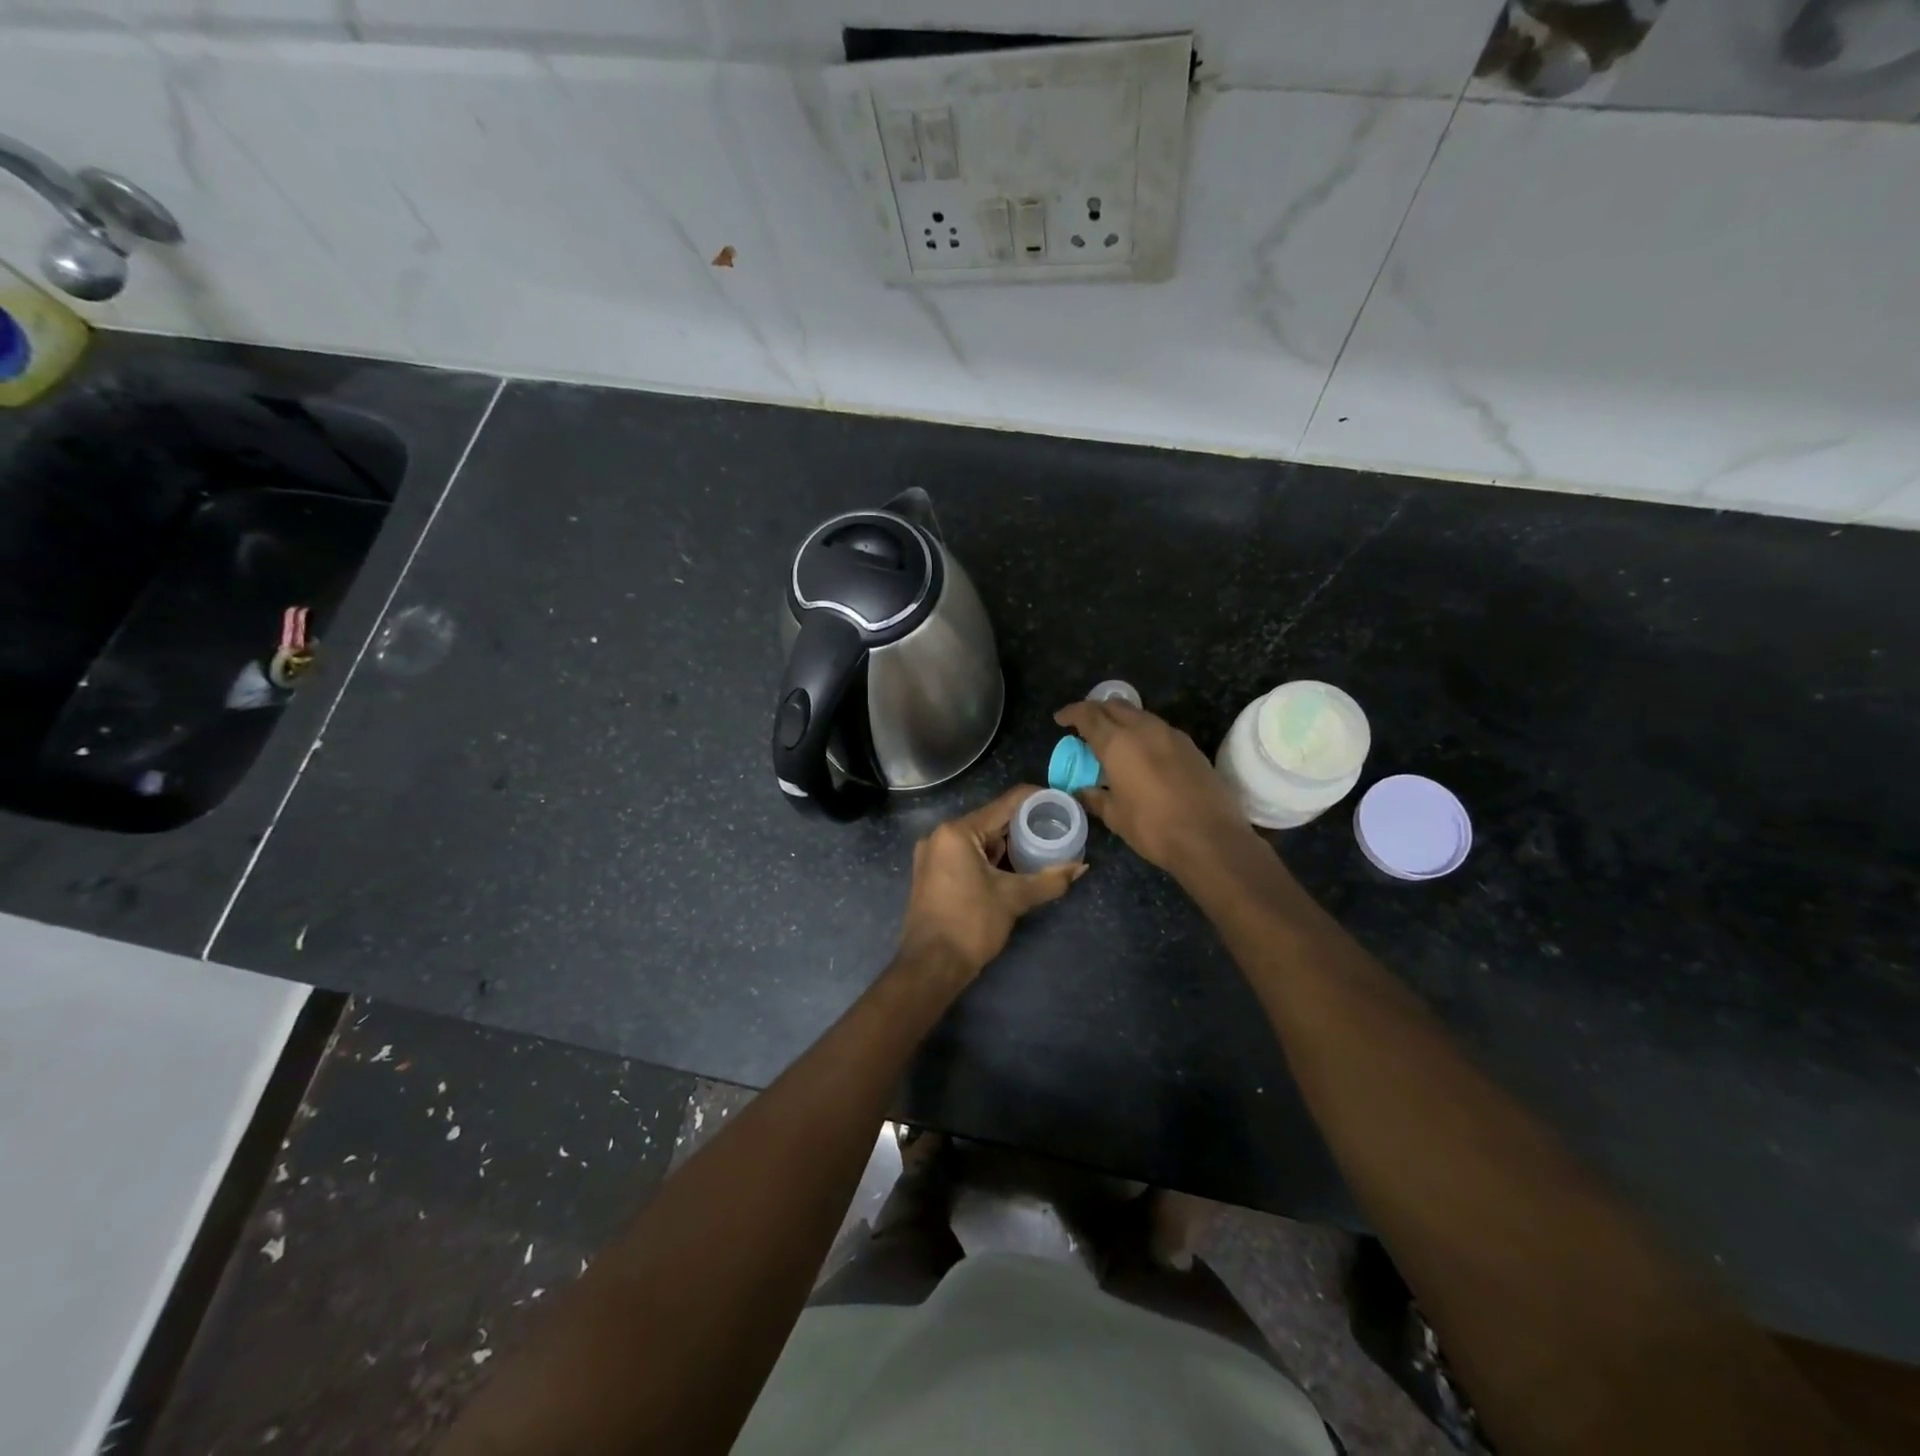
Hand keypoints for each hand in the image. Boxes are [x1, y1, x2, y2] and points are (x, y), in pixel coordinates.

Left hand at [896, 784, 1084, 981]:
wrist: (931, 966)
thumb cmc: (971, 925)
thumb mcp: (1014, 899)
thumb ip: (1050, 880)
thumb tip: (1081, 867)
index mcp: (957, 832)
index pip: (1005, 804)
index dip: (1036, 800)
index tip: (1060, 803)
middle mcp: (940, 835)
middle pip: (990, 820)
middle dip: (1023, 825)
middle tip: (1055, 829)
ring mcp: (932, 855)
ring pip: (978, 839)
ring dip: (1006, 844)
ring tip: (1040, 847)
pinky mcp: (931, 873)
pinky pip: (966, 854)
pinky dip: (989, 858)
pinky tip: (1013, 866)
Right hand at [1054, 700, 1253, 876]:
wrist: (1210, 838)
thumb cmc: (1153, 828)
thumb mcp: (1115, 816)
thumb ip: (1095, 797)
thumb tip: (1081, 790)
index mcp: (1118, 742)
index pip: (1088, 715)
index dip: (1071, 713)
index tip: (1060, 719)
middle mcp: (1144, 729)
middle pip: (1114, 706)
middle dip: (1096, 710)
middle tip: (1084, 725)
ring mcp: (1171, 735)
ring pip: (1139, 714)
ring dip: (1121, 719)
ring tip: (1111, 737)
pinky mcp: (1190, 746)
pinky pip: (1158, 728)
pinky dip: (1142, 732)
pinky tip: (1140, 752)